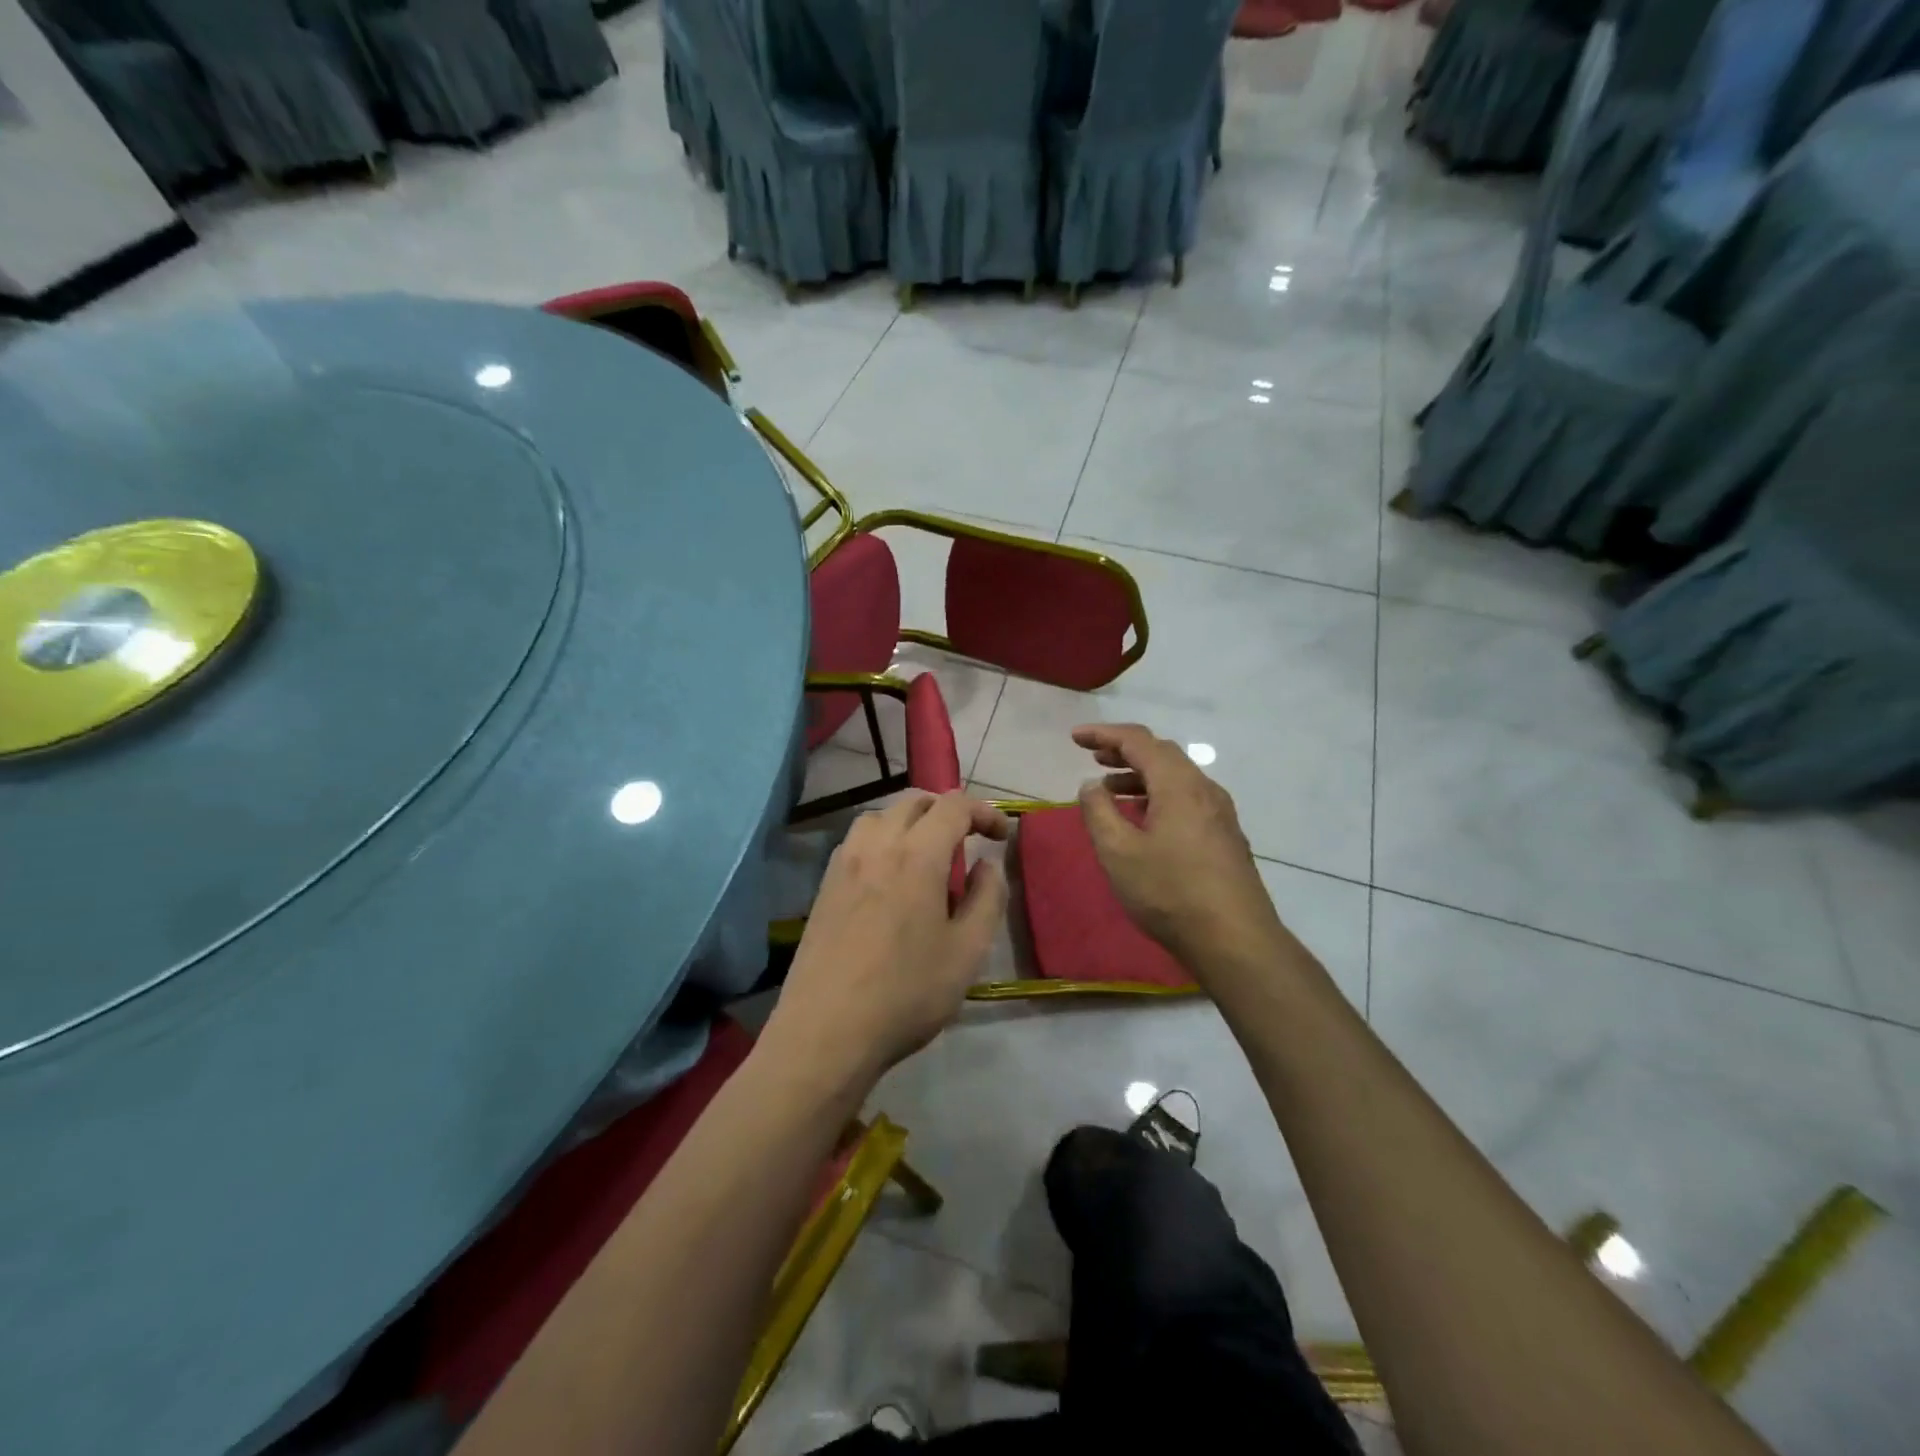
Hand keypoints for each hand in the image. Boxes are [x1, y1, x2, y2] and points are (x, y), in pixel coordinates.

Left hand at [765, 792, 1009, 1083]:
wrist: (826, 1032)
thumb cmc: (906, 993)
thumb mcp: (967, 952)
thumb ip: (987, 898)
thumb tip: (988, 863)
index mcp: (916, 856)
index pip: (953, 807)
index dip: (984, 812)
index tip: (1002, 836)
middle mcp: (876, 846)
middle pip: (914, 801)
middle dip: (948, 810)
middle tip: (969, 840)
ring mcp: (843, 863)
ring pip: (880, 816)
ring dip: (911, 821)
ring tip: (928, 855)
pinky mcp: (824, 885)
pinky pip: (857, 840)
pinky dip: (882, 839)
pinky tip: (890, 877)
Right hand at [1072, 724, 1289, 975]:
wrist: (1236, 940)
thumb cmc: (1170, 892)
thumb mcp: (1118, 853)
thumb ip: (1099, 812)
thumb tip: (1092, 785)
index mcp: (1178, 785)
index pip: (1138, 741)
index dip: (1104, 734)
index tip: (1075, 738)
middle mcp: (1204, 789)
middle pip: (1162, 754)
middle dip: (1124, 751)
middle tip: (1093, 758)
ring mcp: (1220, 813)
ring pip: (1176, 778)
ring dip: (1141, 776)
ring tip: (1110, 790)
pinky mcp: (1225, 836)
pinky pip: (1187, 799)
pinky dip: (1158, 796)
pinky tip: (1144, 820)